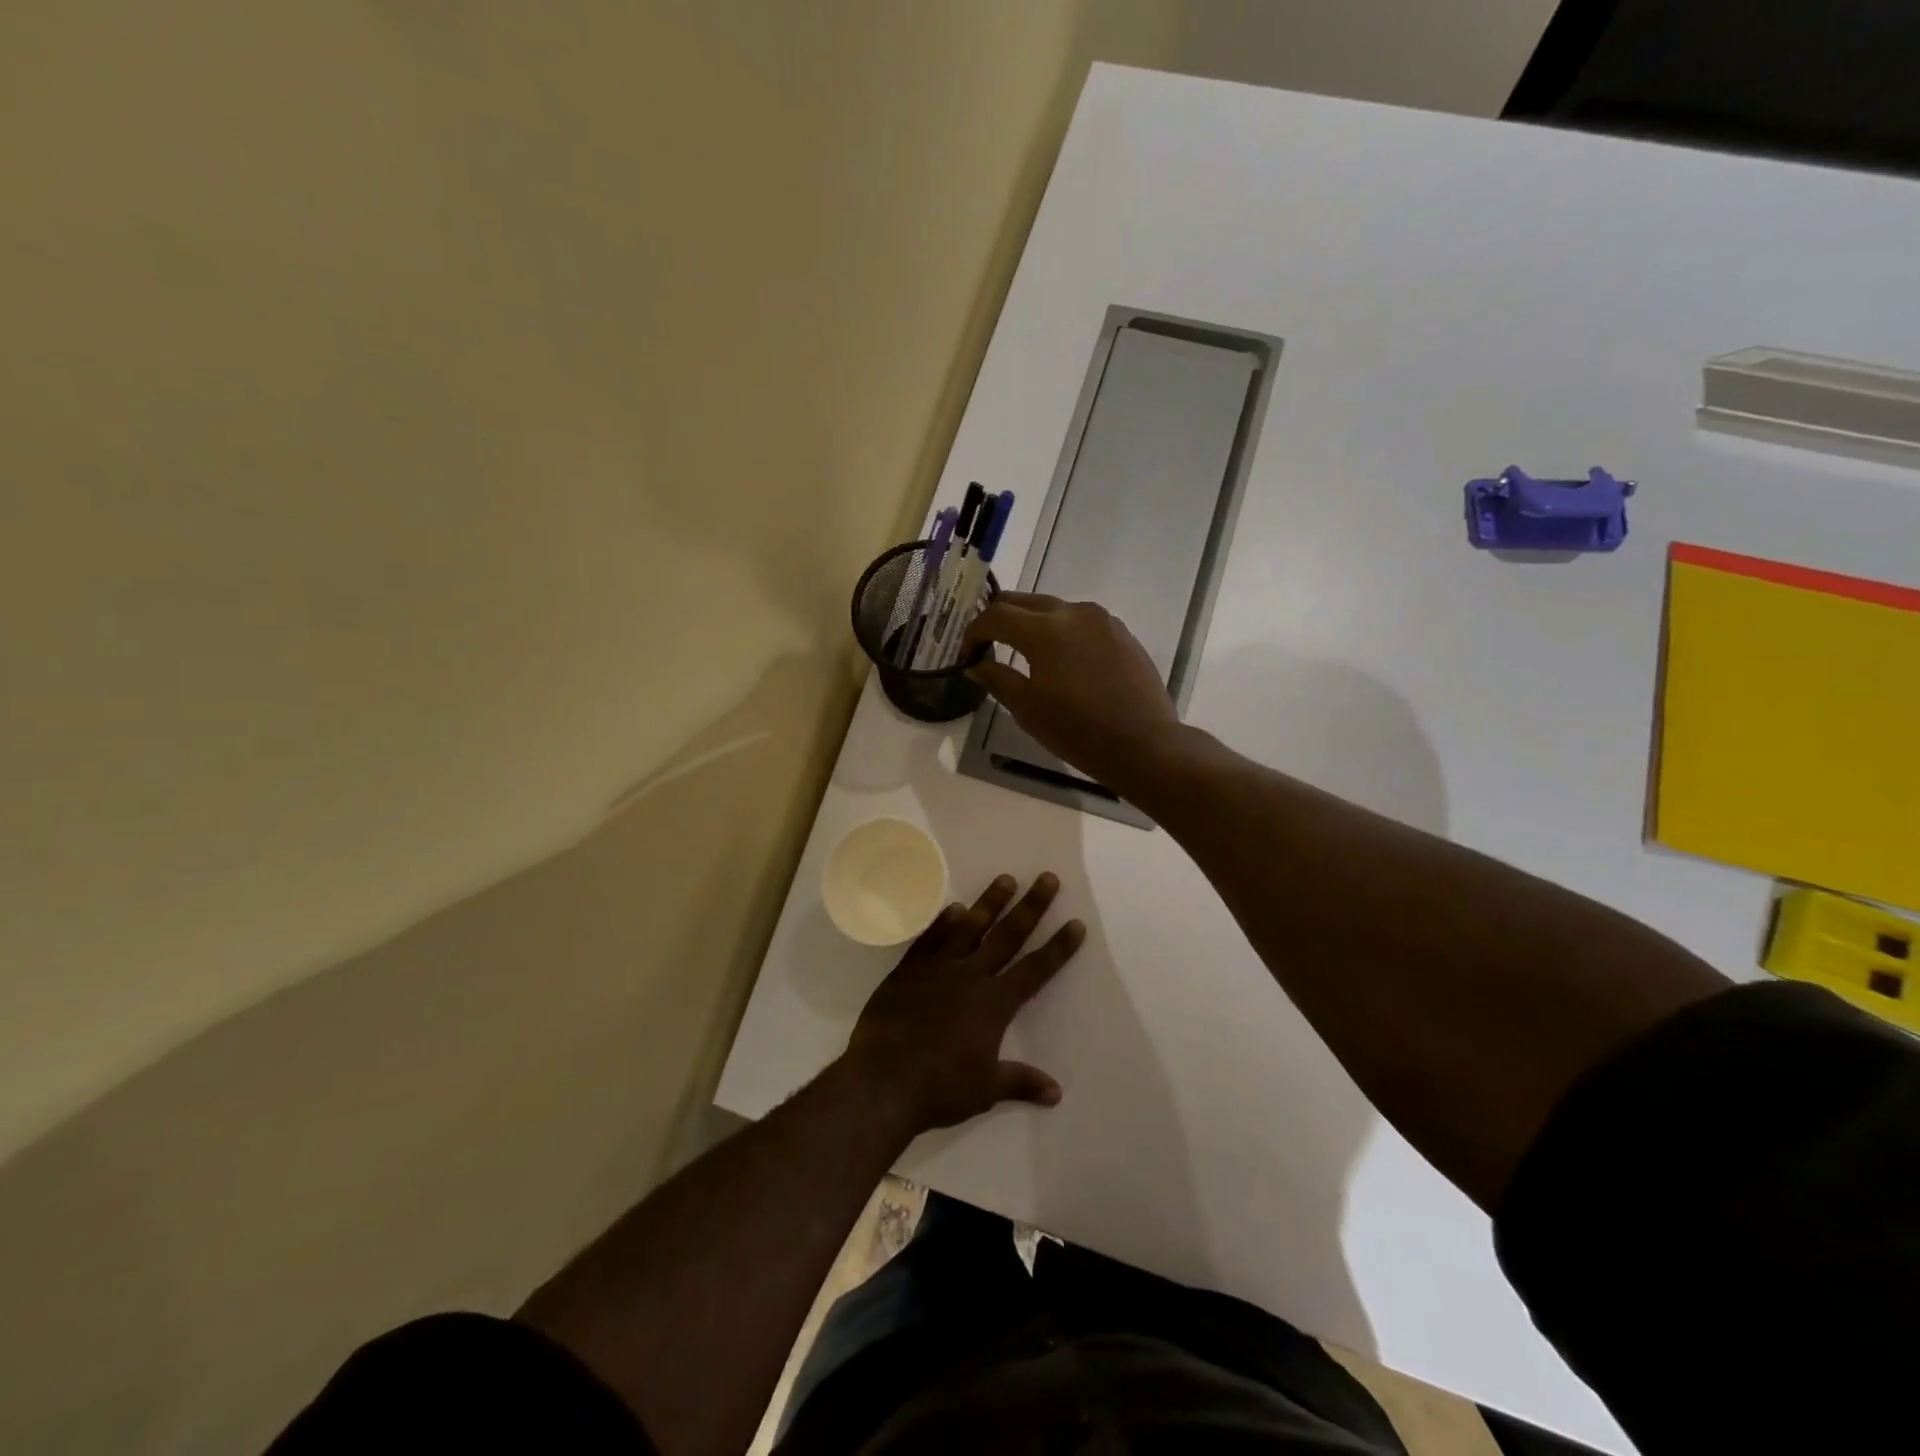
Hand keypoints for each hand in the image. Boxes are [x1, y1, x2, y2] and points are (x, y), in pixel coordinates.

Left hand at [845, 872, 1084, 1134]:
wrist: (883, 1081)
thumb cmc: (940, 1088)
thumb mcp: (986, 1090)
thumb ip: (1020, 1082)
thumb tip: (1056, 1093)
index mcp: (994, 1004)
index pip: (1035, 969)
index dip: (1058, 947)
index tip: (1075, 923)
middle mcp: (970, 976)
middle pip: (1007, 936)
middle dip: (1031, 907)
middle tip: (1046, 878)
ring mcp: (937, 969)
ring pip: (969, 927)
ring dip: (989, 902)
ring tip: (1005, 878)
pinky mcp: (908, 971)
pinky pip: (929, 939)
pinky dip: (942, 922)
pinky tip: (952, 907)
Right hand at [962, 593, 1182, 792]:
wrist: (1144, 745)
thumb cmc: (1078, 731)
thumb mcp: (1028, 709)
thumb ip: (997, 679)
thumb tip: (976, 665)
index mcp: (1046, 630)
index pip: (995, 616)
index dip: (974, 632)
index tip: (966, 655)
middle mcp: (1074, 612)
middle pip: (1024, 602)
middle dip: (1000, 619)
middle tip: (987, 645)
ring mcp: (1102, 620)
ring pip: (1054, 608)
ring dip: (1031, 624)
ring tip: (1022, 652)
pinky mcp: (1121, 632)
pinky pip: (1080, 622)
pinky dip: (1061, 632)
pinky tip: (1061, 661)